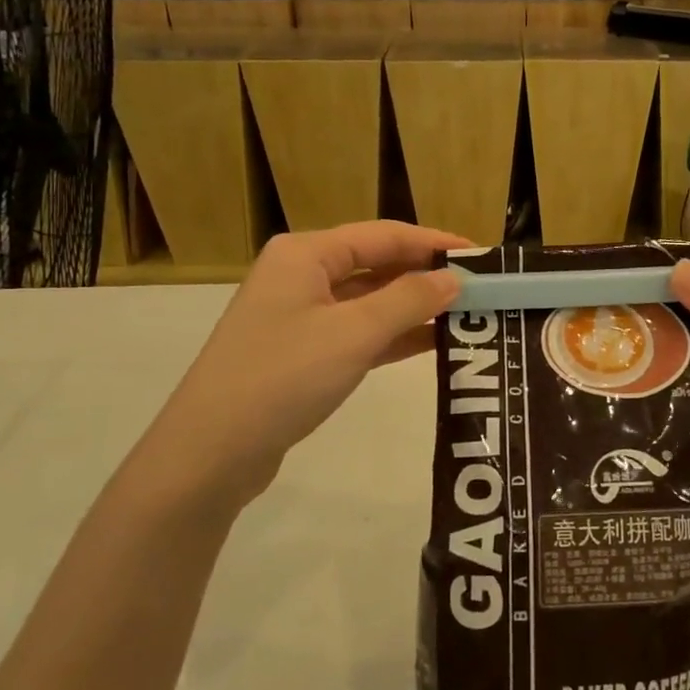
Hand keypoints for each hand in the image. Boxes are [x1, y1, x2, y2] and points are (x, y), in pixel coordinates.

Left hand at [151, 222, 465, 506]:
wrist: (209, 454)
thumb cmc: (282, 377)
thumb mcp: (353, 334)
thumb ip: (409, 301)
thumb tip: (454, 279)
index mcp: (306, 254)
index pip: (384, 235)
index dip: (434, 243)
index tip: (480, 255)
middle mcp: (301, 275)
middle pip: (377, 264)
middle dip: (426, 276)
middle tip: (479, 289)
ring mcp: (299, 316)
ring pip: (369, 301)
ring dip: (414, 308)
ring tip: (466, 315)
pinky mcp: (302, 354)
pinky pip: (358, 332)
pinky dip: (393, 336)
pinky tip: (433, 344)